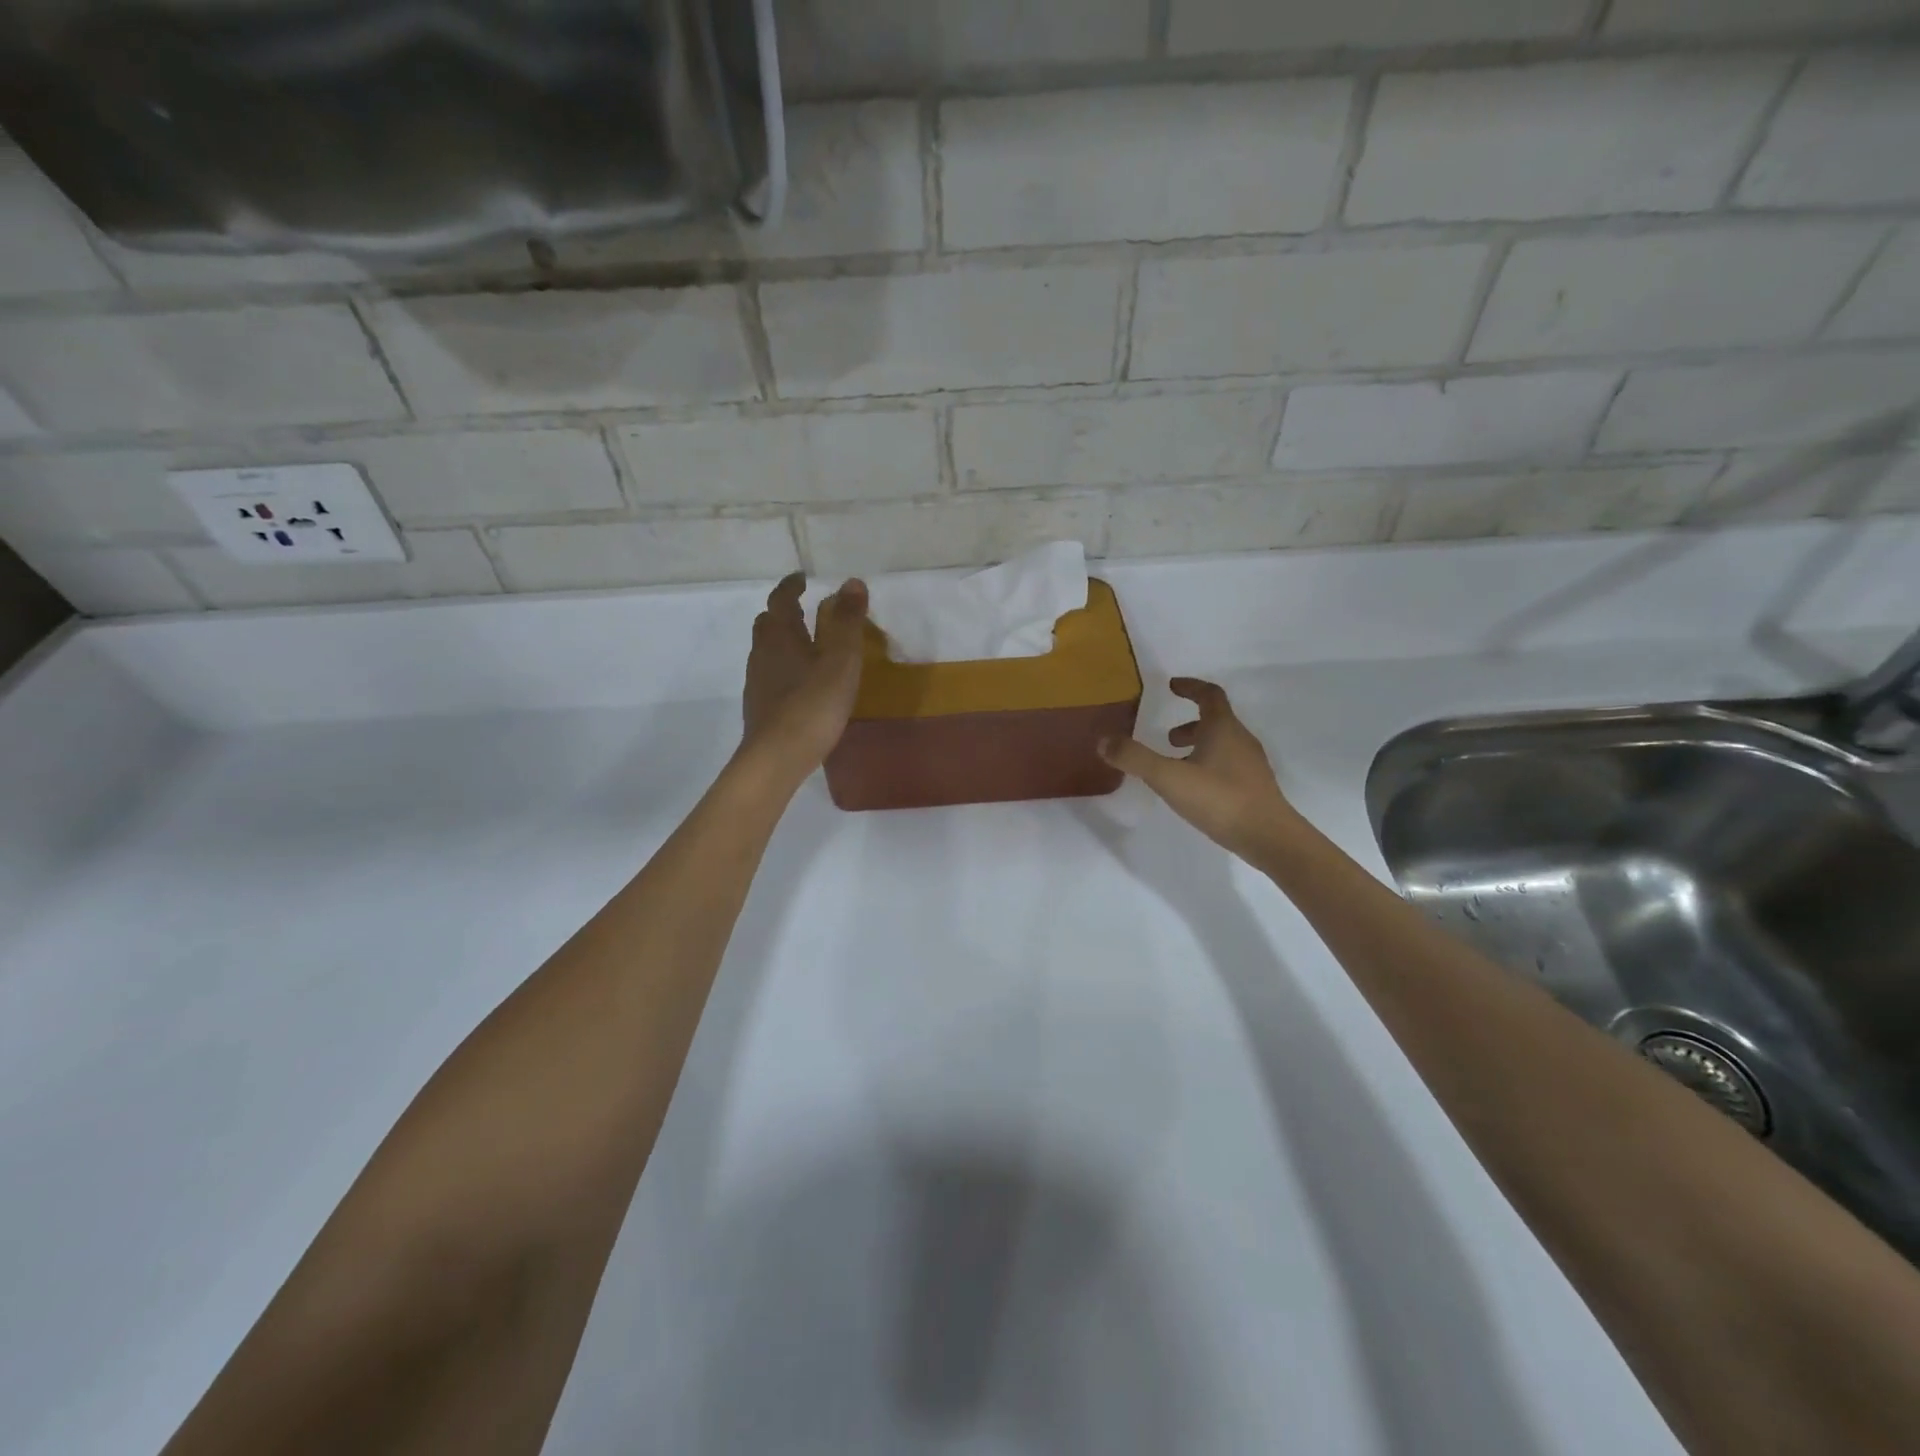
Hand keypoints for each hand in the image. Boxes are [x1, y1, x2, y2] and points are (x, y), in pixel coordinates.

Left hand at [742, 573, 869, 772]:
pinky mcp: (760, 707)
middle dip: (784, 612)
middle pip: (768, 623)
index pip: (781, 599)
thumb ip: (848, 622)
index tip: (802, 578)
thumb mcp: (841, 661)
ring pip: (766, 650)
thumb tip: (852, 582)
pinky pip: (770, 675)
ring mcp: (758, 681)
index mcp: (781, 636)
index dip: (791, 586)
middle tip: (805, 610)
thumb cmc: (813, 704)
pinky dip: (783, 667)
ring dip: (783, 641)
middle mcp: (763, 653)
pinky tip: (801, 684)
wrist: (777, 757)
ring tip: (807, 646)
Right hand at [1100, 678, 1305, 857]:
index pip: (1209, 695)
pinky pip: (1228, 765)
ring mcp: (1251, 765)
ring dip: (1199, 746)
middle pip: (1217, 721)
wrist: (1269, 838)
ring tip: (1176, 764)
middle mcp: (1241, 740)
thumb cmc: (1220, 799)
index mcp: (1223, 728)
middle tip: (1167, 736)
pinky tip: (1195, 789)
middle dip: (1190, 723)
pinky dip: (1208, 765)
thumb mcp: (1169, 777)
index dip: (1190, 687)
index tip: (1172, 685)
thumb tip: (1104, 741)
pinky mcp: (1254, 788)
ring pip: (1223, 745)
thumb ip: (1135, 758)